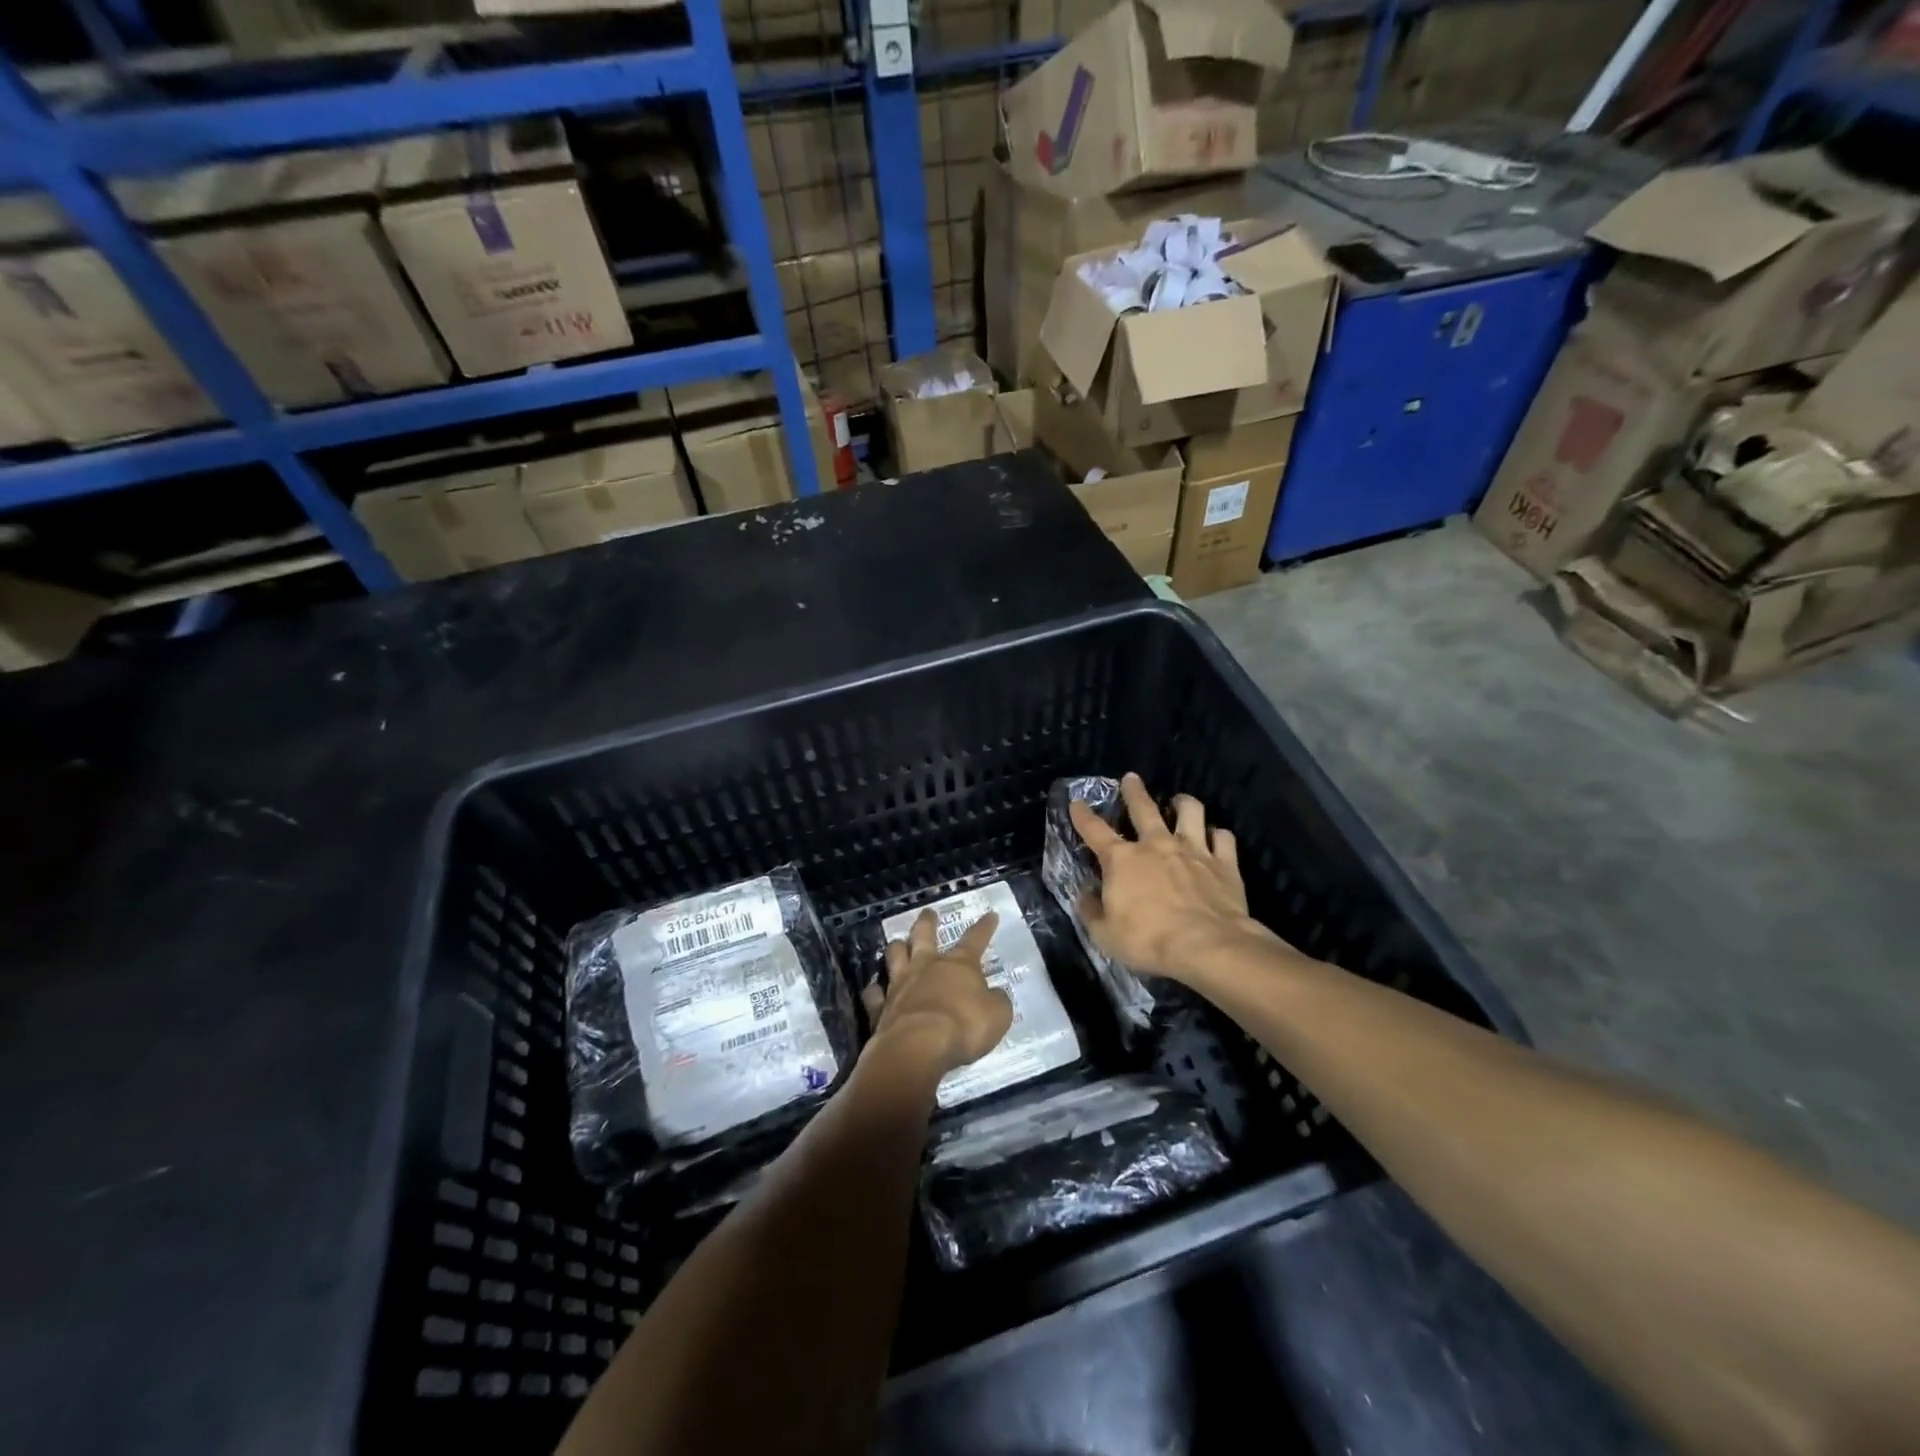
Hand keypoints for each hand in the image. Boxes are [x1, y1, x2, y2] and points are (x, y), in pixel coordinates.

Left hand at [863, 909, 1013, 1075]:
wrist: (918, 1047)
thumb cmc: (963, 1027)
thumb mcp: (997, 1016)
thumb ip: (997, 1002)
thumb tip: (995, 994)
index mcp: (958, 965)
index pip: (975, 939)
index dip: (984, 927)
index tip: (990, 914)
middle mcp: (926, 967)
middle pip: (923, 935)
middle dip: (927, 922)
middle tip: (928, 912)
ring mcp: (900, 985)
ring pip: (894, 955)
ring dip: (896, 947)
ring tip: (897, 943)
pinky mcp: (880, 1007)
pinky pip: (874, 993)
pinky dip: (874, 990)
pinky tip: (874, 989)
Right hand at [1069, 772, 1286, 983]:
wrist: (1206, 945)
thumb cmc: (1149, 940)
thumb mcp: (1104, 934)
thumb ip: (1091, 912)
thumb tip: (1085, 896)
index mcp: (1122, 860)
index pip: (1095, 831)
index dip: (1082, 815)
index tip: (1076, 802)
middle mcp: (1156, 845)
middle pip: (1144, 808)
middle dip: (1134, 791)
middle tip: (1131, 778)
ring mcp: (1193, 850)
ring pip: (1190, 811)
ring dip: (1183, 803)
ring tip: (1180, 801)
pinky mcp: (1223, 863)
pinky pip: (1223, 838)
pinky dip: (1218, 835)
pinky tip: (1216, 837)